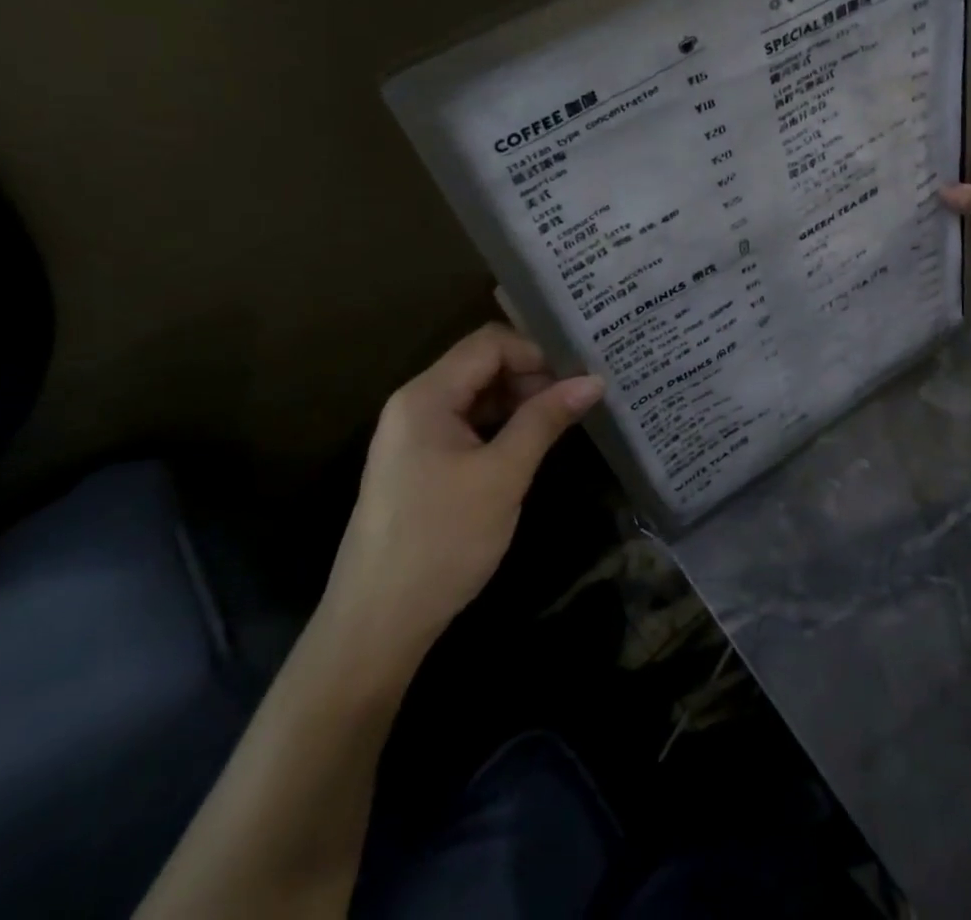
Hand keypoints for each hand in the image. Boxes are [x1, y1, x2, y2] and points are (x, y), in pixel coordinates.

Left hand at [315, 324, 604, 687]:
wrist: (376, 626)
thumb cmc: (442, 541)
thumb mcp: (503, 476)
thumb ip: (546, 420)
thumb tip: (594, 380)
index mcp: (426, 396)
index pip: (489, 343)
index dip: (536, 352)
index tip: (576, 379)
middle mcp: (415, 404)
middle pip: (481, 365)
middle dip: (531, 376)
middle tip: (577, 401)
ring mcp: (414, 435)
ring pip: (477, 395)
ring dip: (520, 401)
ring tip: (563, 421)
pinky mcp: (420, 463)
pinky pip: (467, 425)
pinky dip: (502, 426)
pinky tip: (531, 444)